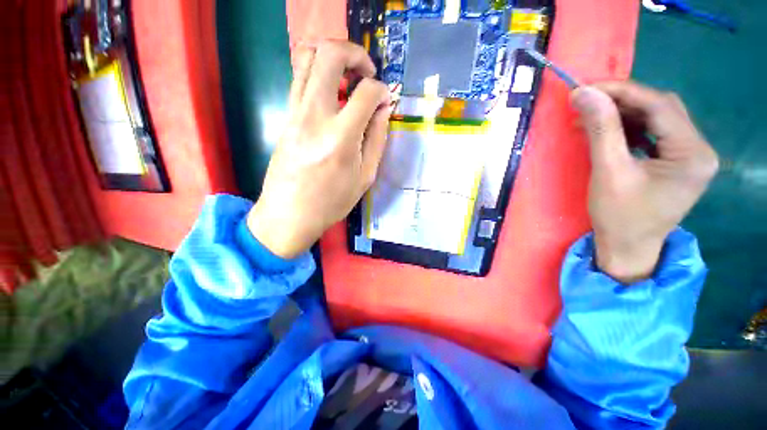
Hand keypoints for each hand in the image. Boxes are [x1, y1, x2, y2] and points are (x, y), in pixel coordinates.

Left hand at [246, 41, 390, 258]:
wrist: (289, 214)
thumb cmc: (331, 202)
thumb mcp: (365, 177)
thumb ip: (376, 139)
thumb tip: (383, 109)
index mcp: (341, 137)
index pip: (366, 92)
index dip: (382, 90)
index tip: (386, 101)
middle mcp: (315, 115)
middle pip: (330, 54)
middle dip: (355, 53)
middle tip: (367, 72)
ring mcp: (295, 112)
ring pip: (308, 57)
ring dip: (333, 57)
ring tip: (348, 78)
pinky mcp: (285, 116)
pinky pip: (299, 78)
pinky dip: (319, 73)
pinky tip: (332, 94)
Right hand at [571, 81, 717, 282]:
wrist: (627, 248)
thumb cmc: (619, 217)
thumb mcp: (608, 171)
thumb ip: (600, 129)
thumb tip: (583, 93)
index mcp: (693, 154)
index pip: (659, 106)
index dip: (621, 91)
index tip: (585, 88)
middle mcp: (700, 149)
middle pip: (661, 109)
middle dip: (622, 101)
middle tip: (586, 101)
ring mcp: (690, 155)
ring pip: (656, 119)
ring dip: (622, 114)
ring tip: (590, 116)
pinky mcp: (677, 161)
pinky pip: (653, 133)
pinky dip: (628, 128)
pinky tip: (607, 131)